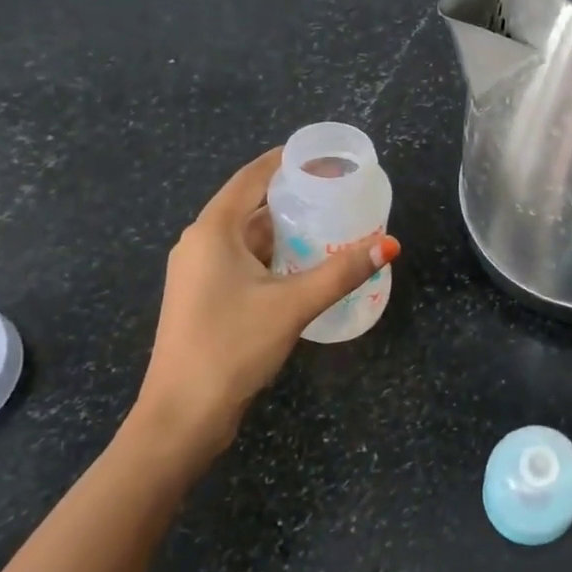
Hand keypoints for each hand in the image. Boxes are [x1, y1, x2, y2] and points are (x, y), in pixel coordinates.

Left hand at [128, 149, 399, 466]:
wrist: (182, 415)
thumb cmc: (231, 347)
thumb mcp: (292, 305)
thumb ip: (341, 272)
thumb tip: (389, 244)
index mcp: (212, 231)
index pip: (251, 178)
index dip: (285, 162)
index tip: (322, 156)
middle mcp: (200, 244)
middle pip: (251, 207)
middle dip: (293, 199)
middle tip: (338, 196)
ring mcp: (198, 273)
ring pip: (248, 239)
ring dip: (286, 232)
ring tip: (331, 227)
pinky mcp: (204, 298)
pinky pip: (243, 263)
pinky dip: (273, 258)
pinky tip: (304, 267)